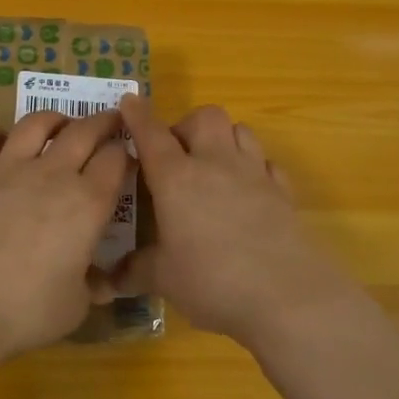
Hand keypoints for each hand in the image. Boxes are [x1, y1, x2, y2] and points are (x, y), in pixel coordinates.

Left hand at [0, 109, 131, 359]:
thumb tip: (104, 283)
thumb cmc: (25, 310)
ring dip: (53, 118)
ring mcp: (7, 168)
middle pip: (84, 132)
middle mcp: (52, 174)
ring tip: (60, 122)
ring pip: (35, 124)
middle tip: (110, 119)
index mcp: (87, 203)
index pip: (115, 160)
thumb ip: (93, 286)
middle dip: (102, 121)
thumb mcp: (75, 307)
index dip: (125, 153)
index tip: (128, 154)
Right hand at [115, 94, 355, 346]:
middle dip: (187, 125)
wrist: (287, 296)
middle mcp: (215, 164)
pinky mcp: (283, 192)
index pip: (152, 134)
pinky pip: (267, 163)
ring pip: (240, 130)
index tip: (130, 102)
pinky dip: (254, 167)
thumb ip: (137, 270)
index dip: (138, 115)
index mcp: (177, 178)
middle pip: (204, 117)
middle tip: (177, 154)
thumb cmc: (213, 282)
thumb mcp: (164, 280)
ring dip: (223, 139)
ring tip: (213, 166)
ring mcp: (254, 174)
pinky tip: (248, 190)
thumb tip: (111, 278)